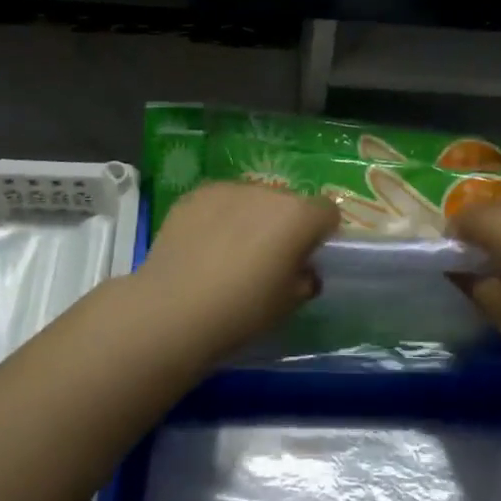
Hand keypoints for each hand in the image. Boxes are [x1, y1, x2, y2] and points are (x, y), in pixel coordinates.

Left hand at [130, 183, 337, 365]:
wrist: (173, 309)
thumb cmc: (241, 311)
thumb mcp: (287, 305)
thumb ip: (304, 280)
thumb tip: (302, 270)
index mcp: (298, 217)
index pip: (327, 211)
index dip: (321, 233)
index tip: (306, 256)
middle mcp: (267, 193)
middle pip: (287, 203)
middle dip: (283, 224)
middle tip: (266, 259)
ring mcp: (229, 189)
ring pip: (252, 199)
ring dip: (250, 217)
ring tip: (228, 252)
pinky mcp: (196, 194)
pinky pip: (220, 201)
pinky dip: (218, 217)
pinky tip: (202, 246)